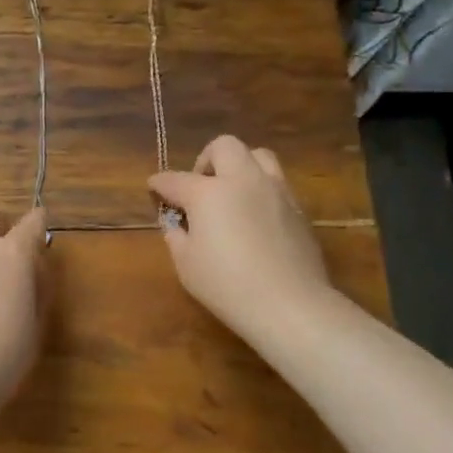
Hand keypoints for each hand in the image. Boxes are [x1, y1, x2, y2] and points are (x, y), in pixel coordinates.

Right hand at [150, 137, 333, 347]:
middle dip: (206, 159)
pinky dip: (261, 190)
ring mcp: (275, 191)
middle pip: (224, 146)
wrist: (290, 305)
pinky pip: (277, 184)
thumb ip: (177, 237)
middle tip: (201, 186)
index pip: (175, 179)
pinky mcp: (298, 209)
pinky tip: (256, 217)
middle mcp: (243, 181)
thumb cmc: (227, 286)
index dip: (160, 183)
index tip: (154, 186)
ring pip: (258, 156)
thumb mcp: (186, 265)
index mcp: (208, 193)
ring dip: (240, 166)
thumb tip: (178, 224)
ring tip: (233, 192)